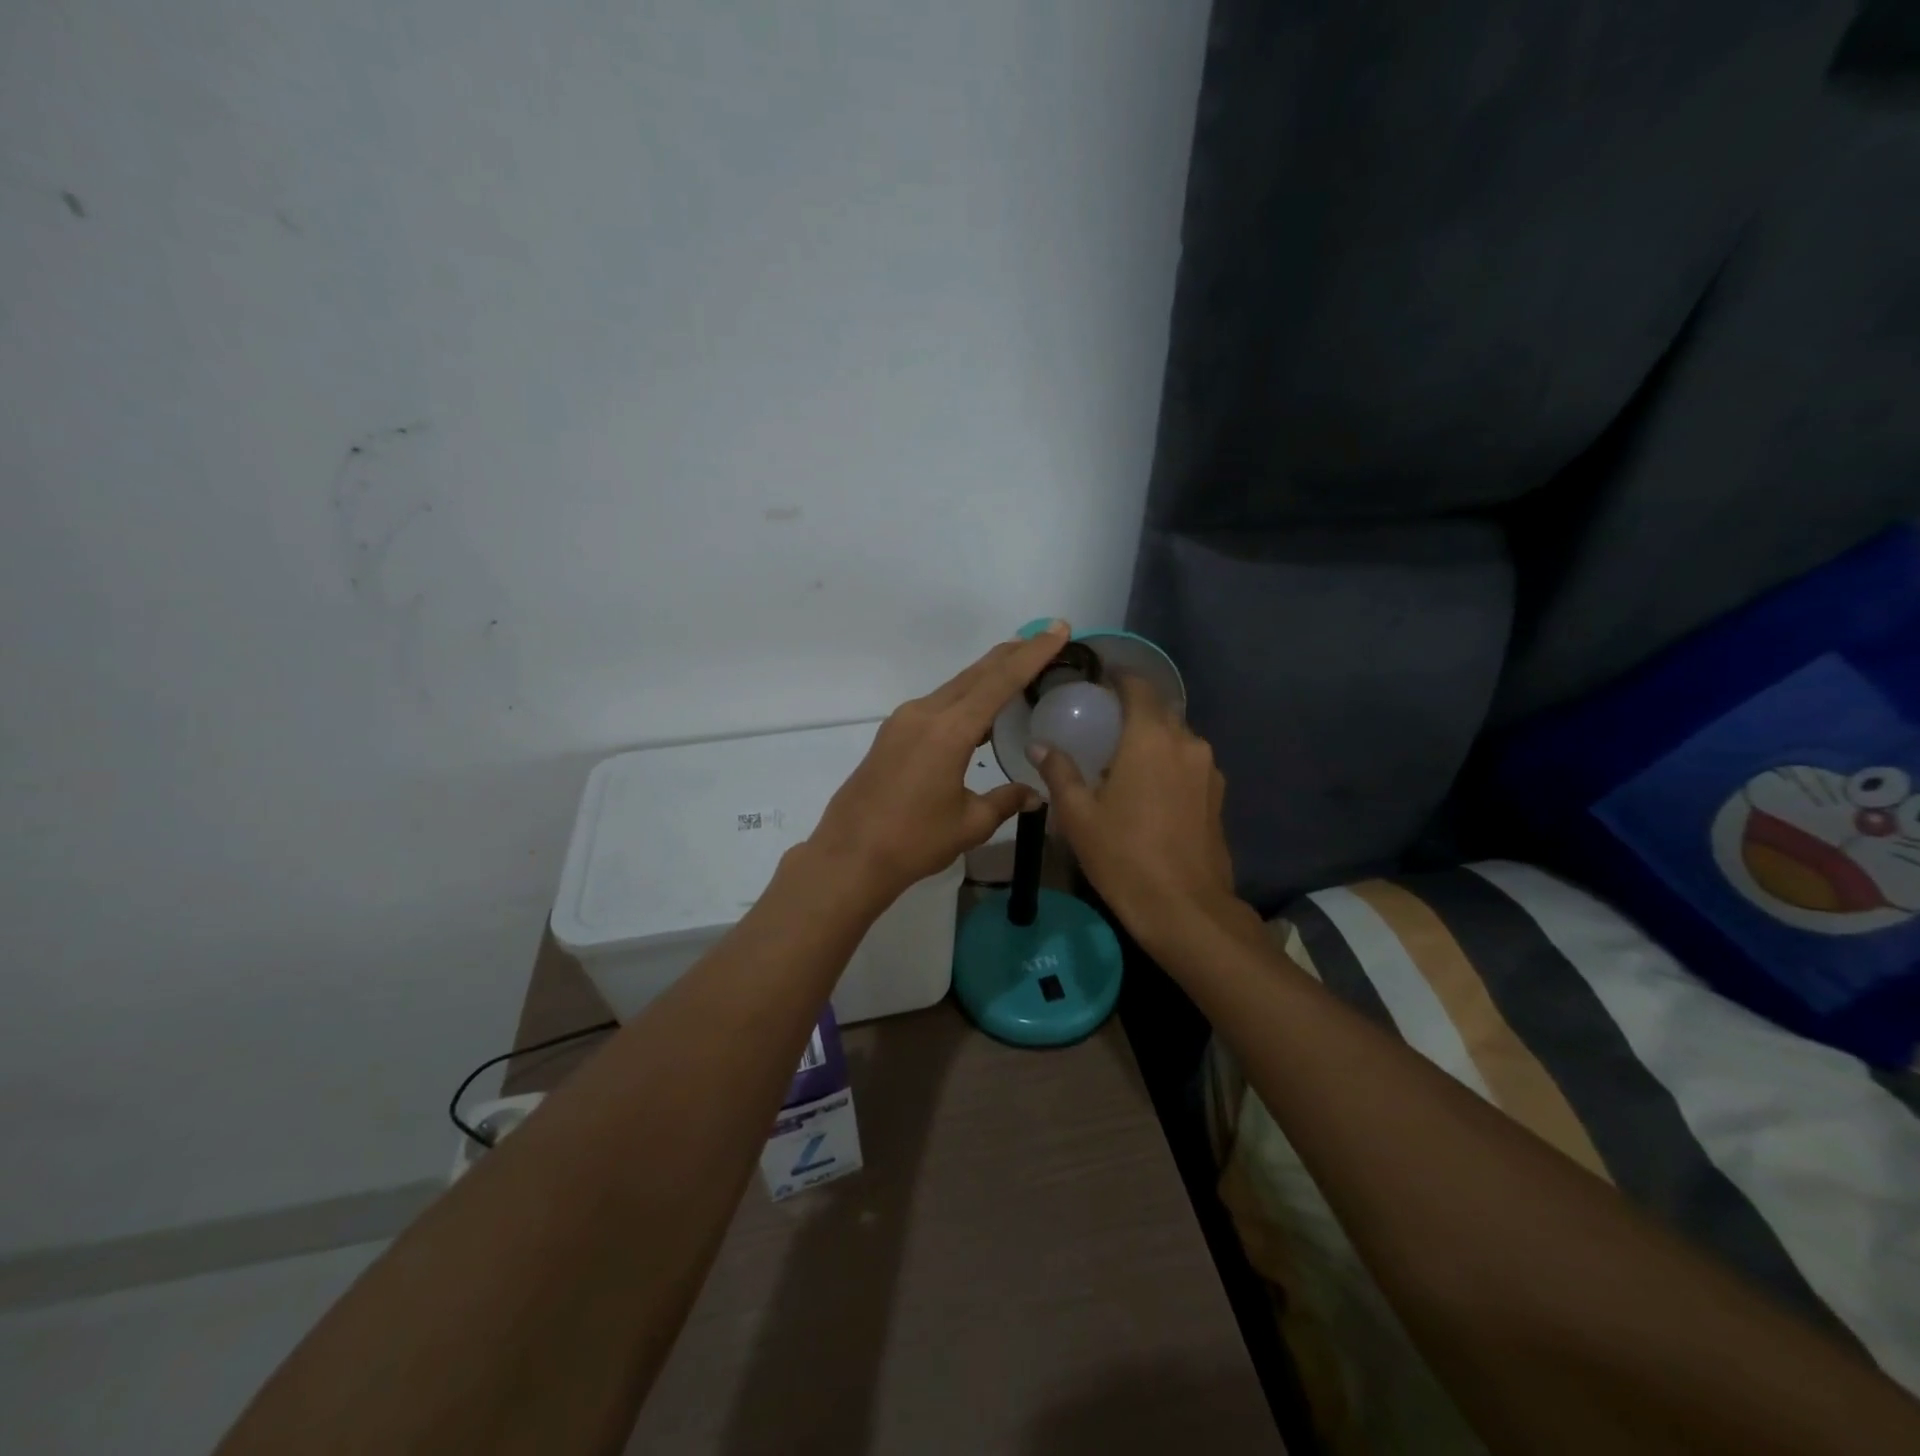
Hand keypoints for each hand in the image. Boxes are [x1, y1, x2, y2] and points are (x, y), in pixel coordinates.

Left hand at [809, 623, 1067, 900]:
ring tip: (1019, 667)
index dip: (1032, 654)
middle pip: (976, 674)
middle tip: (1044, 638)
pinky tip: (980, 711)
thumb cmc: (913, 842)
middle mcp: (925, 714)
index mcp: (949, 731)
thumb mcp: (969, 824)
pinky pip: (938, 704)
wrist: (849, 855)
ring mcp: (904, 721)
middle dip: (1012, 654)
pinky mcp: (893, 734)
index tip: (1057, 629)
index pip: (1000, 682)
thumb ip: (1005, 801)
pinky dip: (965, 698)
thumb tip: (1035, 794)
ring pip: (955, 687)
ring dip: (987, 675)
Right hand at [1028, 673, 1247, 950]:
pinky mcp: (1217, 795)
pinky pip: (1189, 763)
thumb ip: (1059, 772)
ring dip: (1152, 739)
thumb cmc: (1123, 855)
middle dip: (1134, 710)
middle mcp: (1186, 743)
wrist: (1184, 908)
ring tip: (1123, 758)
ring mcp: (1208, 769)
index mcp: (1151, 738)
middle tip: (1102, 724)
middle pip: (1160, 710)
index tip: (1098, 681)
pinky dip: (1168, 762)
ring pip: (1177, 738)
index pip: (1138, 687)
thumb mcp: (1078, 815)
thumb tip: (1040, 747)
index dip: (1119, 678)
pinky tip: (1148, 788)